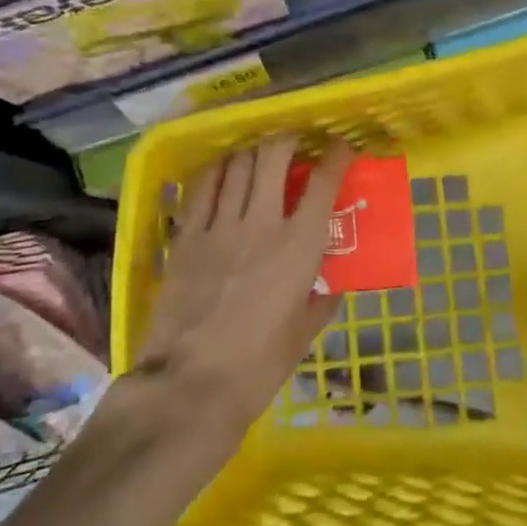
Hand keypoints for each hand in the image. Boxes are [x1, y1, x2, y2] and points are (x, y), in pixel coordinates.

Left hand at [130, 137, 352, 440]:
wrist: (190, 386)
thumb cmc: (258, 366)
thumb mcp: (303, 335)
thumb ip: (321, 303)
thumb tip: (331, 288)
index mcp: (299, 246)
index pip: (323, 183)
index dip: (336, 156)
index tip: (341, 147)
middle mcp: (261, 223)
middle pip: (273, 156)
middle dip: (287, 139)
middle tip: (294, 143)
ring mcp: (219, 227)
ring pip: (236, 164)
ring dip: (251, 151)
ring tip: (258, 154)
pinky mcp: (185, 238)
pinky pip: (201, 188)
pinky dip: (216, 171)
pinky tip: (222, 171)